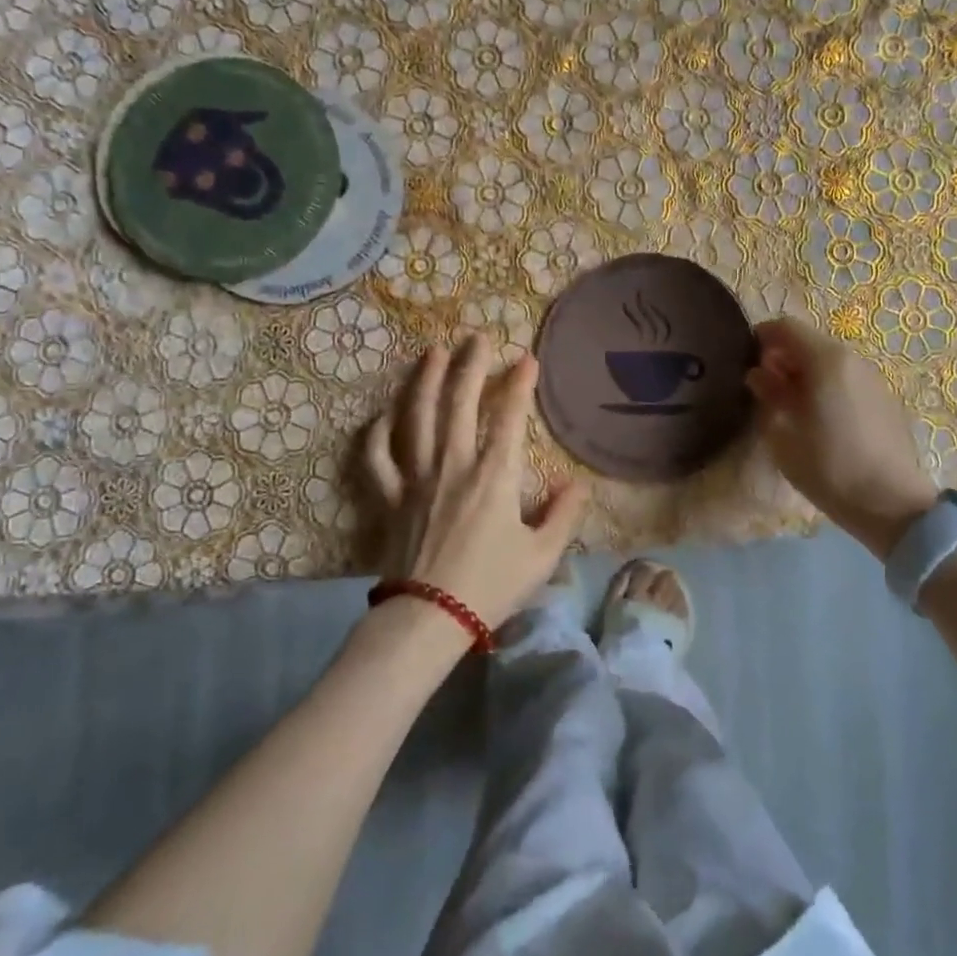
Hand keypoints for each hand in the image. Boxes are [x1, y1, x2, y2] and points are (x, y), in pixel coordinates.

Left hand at [363, 334, 587, 637]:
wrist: (430, 616)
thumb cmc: (491, 586)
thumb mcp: (542, 555)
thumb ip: (564, 514)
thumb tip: (578, 483)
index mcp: (494, 475)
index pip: (509, 417)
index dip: (519, 384)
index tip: (527, 359)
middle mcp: (453, 464)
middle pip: (459, 402)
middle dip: (471, 366)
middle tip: (477, 338)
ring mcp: (416, 477)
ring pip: (417, 417)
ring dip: (426, 380)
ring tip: (433, 352)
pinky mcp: (389, 497)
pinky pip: (378, 457)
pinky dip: (378, 432)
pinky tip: (384, 414)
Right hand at [745, 317, 937, 561]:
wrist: (891, 503)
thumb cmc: (827, 467)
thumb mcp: (782, 435)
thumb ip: (768, 396)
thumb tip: (759, 376)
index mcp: (825, 361)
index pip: (786, 327)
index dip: (762, 337)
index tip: (745, 358)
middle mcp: (852, 359)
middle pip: (810, 342)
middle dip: (783, 357)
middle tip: (763, 388)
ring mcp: (873, 379)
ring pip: (830, 361)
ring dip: (805, 373)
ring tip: (789, 406)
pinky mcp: (885, 399)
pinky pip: (847, 379)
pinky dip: (827, 386)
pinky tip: (819, 419)